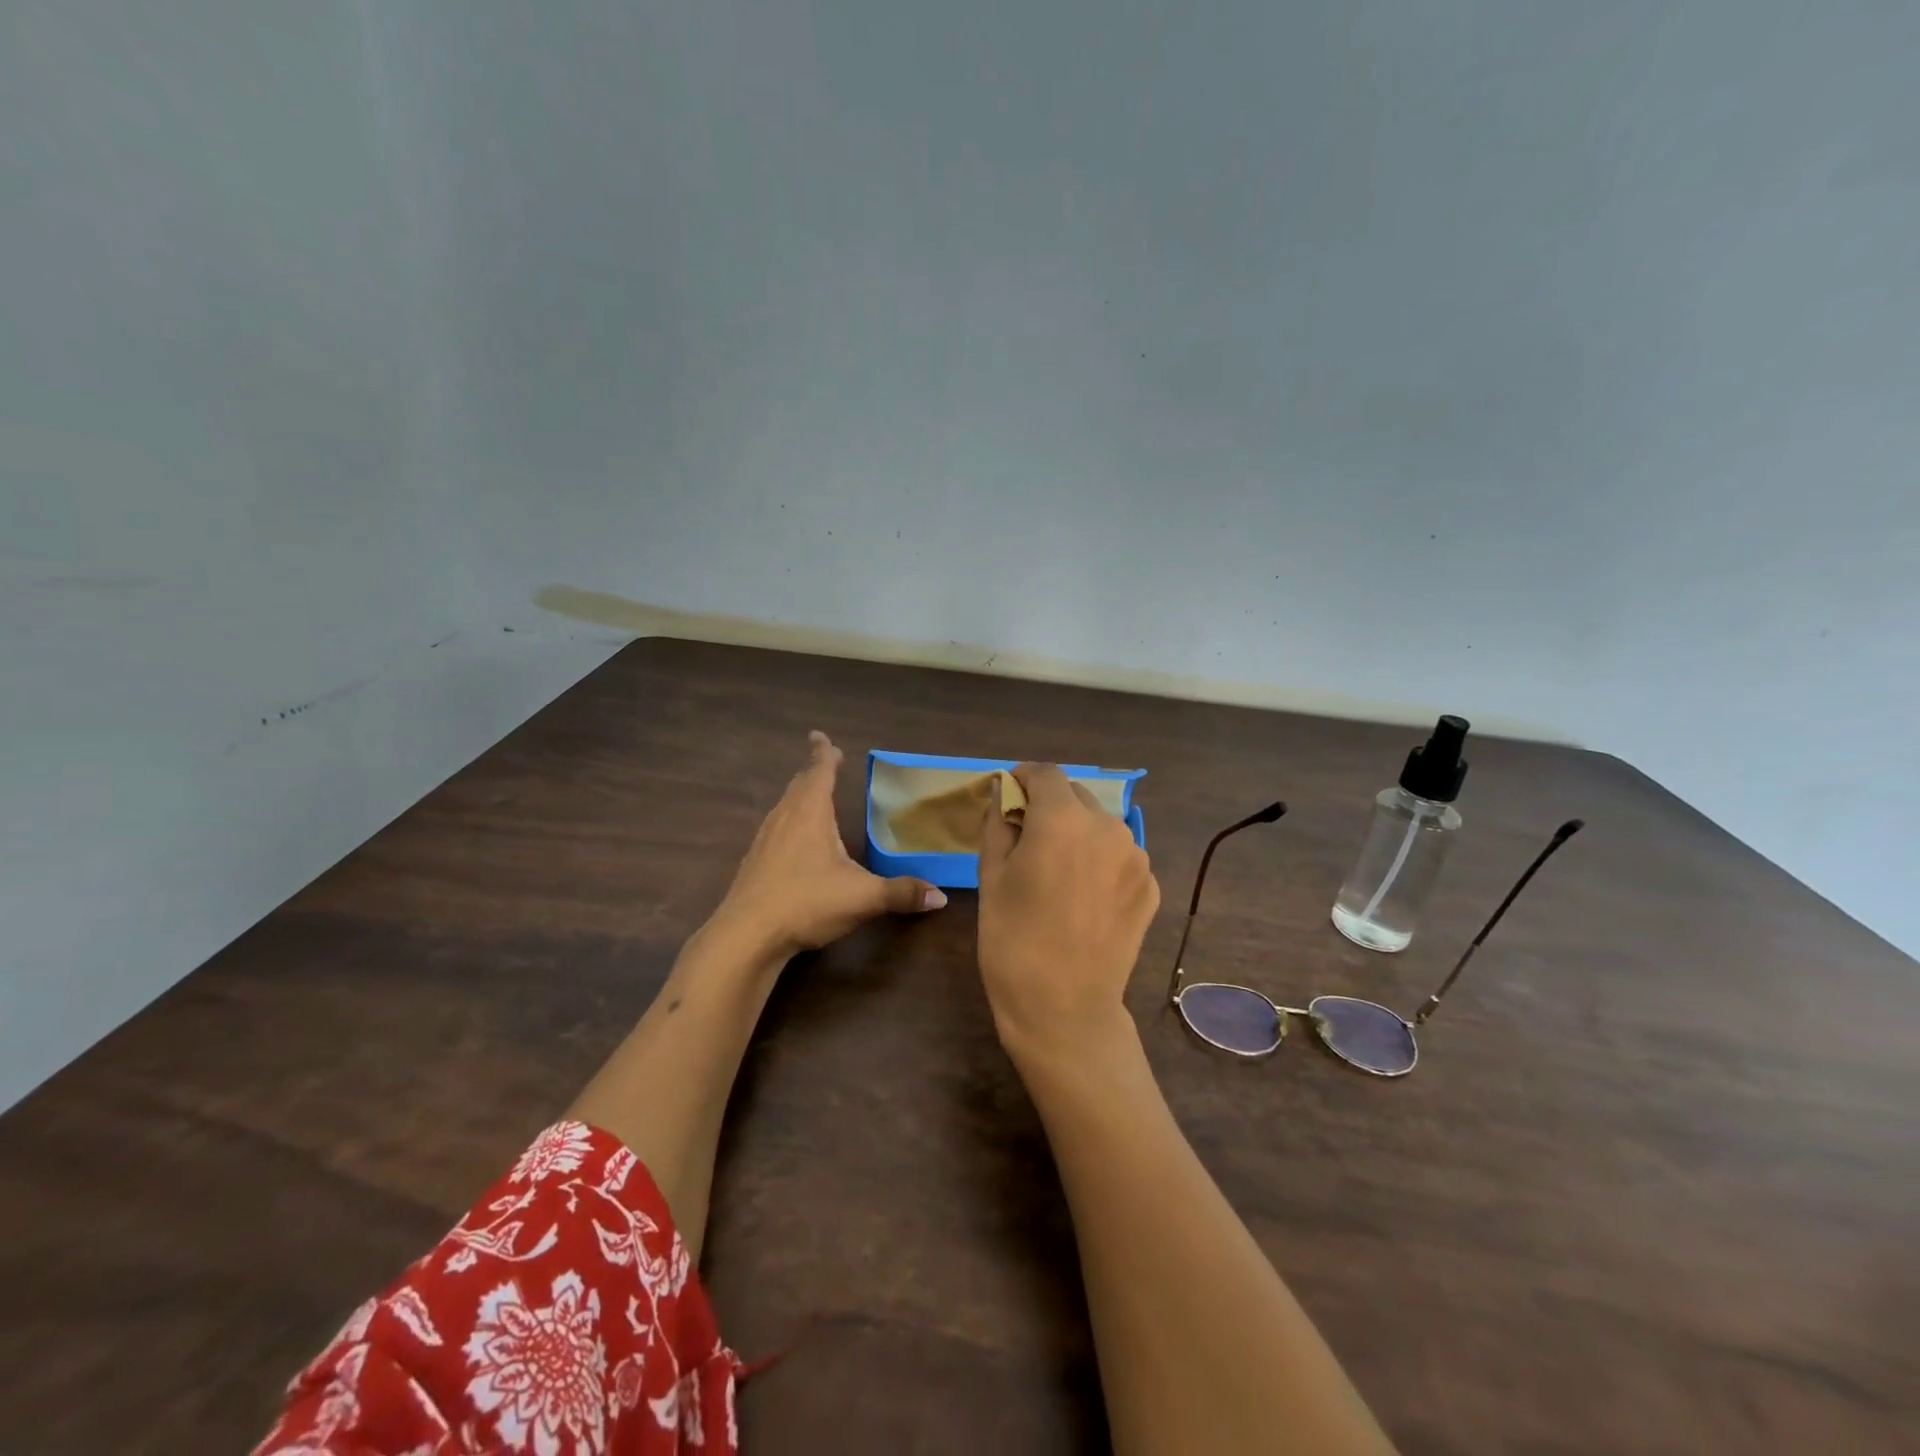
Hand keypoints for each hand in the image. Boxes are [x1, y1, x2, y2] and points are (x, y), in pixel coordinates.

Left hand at [714, 731, 946, 959]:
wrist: (747, 935)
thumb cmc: (806, 902)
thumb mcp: (863, 897)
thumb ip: (901, 893)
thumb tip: (940, 896)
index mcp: (810, 813)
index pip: (817, 771)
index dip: (823, 753)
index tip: (819, 735)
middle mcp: (785, 818)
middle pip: (799, 785)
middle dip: (813, 772)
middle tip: (826, 763)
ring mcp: (764, 840)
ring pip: (784, 806)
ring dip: (799, 795)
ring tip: (812, 796)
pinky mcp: (754, 863)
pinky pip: (775, 829)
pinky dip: (789, 821)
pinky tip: (795, 841)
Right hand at [977, 762, 1160, 1067]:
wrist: (1065, 1009)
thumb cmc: (1013, 940)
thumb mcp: (991, 876)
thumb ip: (998, 822)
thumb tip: (1003, 791)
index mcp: (1063, 819)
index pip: (1045, 773)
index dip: (1023, 778)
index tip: (1009, 798)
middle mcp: (1108, 827)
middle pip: (1075, 797)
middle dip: (1050, 807)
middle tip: (1027, 841)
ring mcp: (1137, 858)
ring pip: (1100, 826)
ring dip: (1078, 834)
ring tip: (1058, 874)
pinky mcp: (1151, 887)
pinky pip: (1119, 857)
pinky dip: (1100, 863)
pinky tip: (1083, 898)